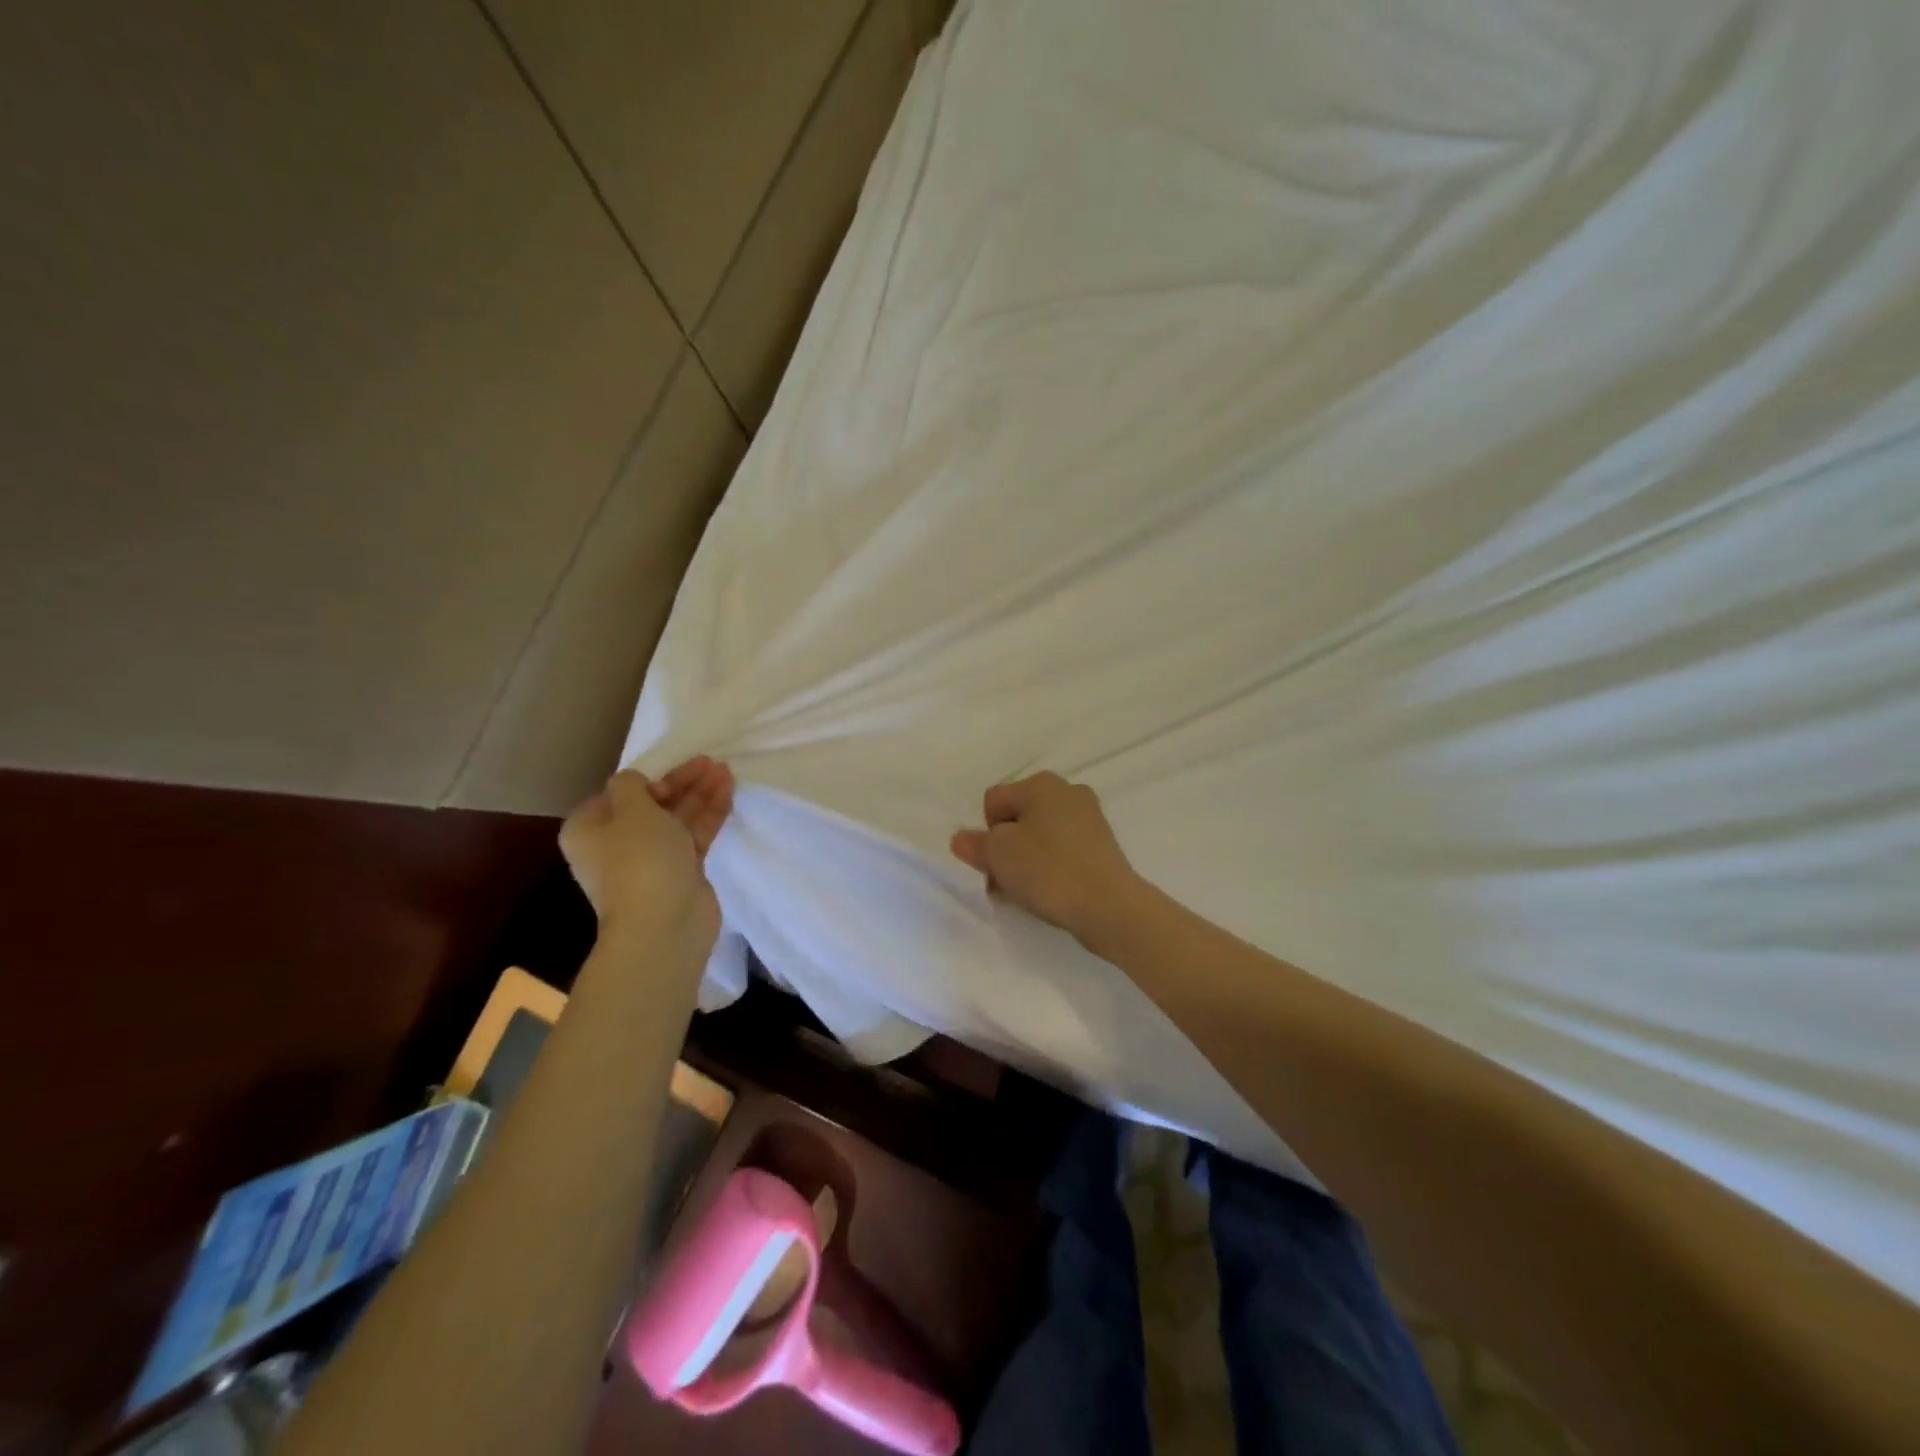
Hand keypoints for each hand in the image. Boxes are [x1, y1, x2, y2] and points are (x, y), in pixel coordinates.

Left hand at [561, 757, 733, 940]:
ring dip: (700, 794)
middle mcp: (616, 844)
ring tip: (725, 770)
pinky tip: (727, 792)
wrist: (663, 923)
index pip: (616, 796)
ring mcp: (651, 860)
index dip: (644, 782)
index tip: (666, 779)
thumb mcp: (631, 809)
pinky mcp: (681, 871)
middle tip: (708, 763)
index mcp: (590, 830)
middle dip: (681, 783)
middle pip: (651, 805)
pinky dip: (709, 814)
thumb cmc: (638, 859)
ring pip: (677, 818)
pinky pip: (694, 835)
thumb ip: (631, 786)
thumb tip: (634, 783)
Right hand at [950, 772, 1141, 943]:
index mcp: (1041, 783)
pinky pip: (1063, 852)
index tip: (994, 862)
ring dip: (1026, 861)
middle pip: (1018, 818)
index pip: (994, 801)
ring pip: (1040, 837)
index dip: (986, 833)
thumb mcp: (998, 855)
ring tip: (1026, 892)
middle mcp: (1068, 791)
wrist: (1109, 906)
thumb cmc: (1048, 870)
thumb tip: (963, 839)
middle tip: (1004, 881)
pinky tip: (1050, 892)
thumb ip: (975, 844)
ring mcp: (1090, 818)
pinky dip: (1051, 868)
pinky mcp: (1102, 846)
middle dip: (1005, 848)